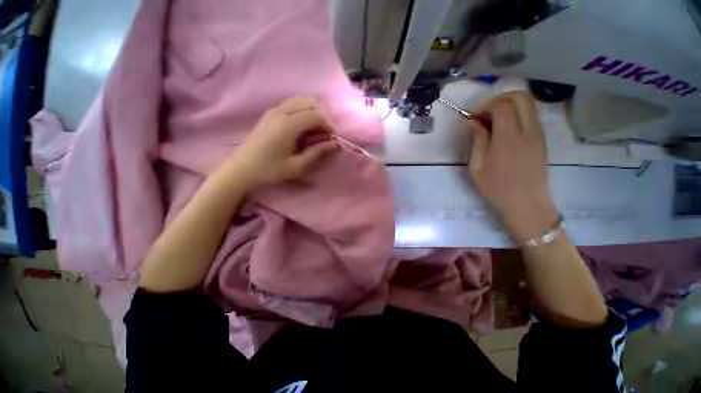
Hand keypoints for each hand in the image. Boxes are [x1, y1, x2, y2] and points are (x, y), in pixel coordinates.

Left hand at [221, 96, 337, 190]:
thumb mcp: (297, 166)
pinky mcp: (271, 113)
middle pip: (311, 102)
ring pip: (302, 100)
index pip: (317, 114)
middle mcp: (281, 111)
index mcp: (288, 125)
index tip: (335, 138)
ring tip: (320, 128)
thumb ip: (317, 153)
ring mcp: (274, 110)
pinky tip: (307, 124)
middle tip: (329, 132)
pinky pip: (293, 103)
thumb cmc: (269, 170)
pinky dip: (305, 109)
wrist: (241, 169)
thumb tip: (334, 143)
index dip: (330, 124)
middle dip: (325, 115)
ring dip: (315, 110)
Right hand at [466, 92, 557, 241]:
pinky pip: (530, 115)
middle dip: (498, 99)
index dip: (483, 106)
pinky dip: (515, 114)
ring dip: (508, 105)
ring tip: (490, 121)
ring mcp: (538, 133)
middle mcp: (528, 130)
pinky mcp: (541, 139)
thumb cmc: (496, 187)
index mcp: (509, 138)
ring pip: (528, 104)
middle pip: (520, 96)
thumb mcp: (477, 166)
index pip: (501, 105)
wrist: (526, 203)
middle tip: (482, 114)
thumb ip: (476, 139)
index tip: (470, 117)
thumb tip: (470, 121)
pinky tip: (502, 130)